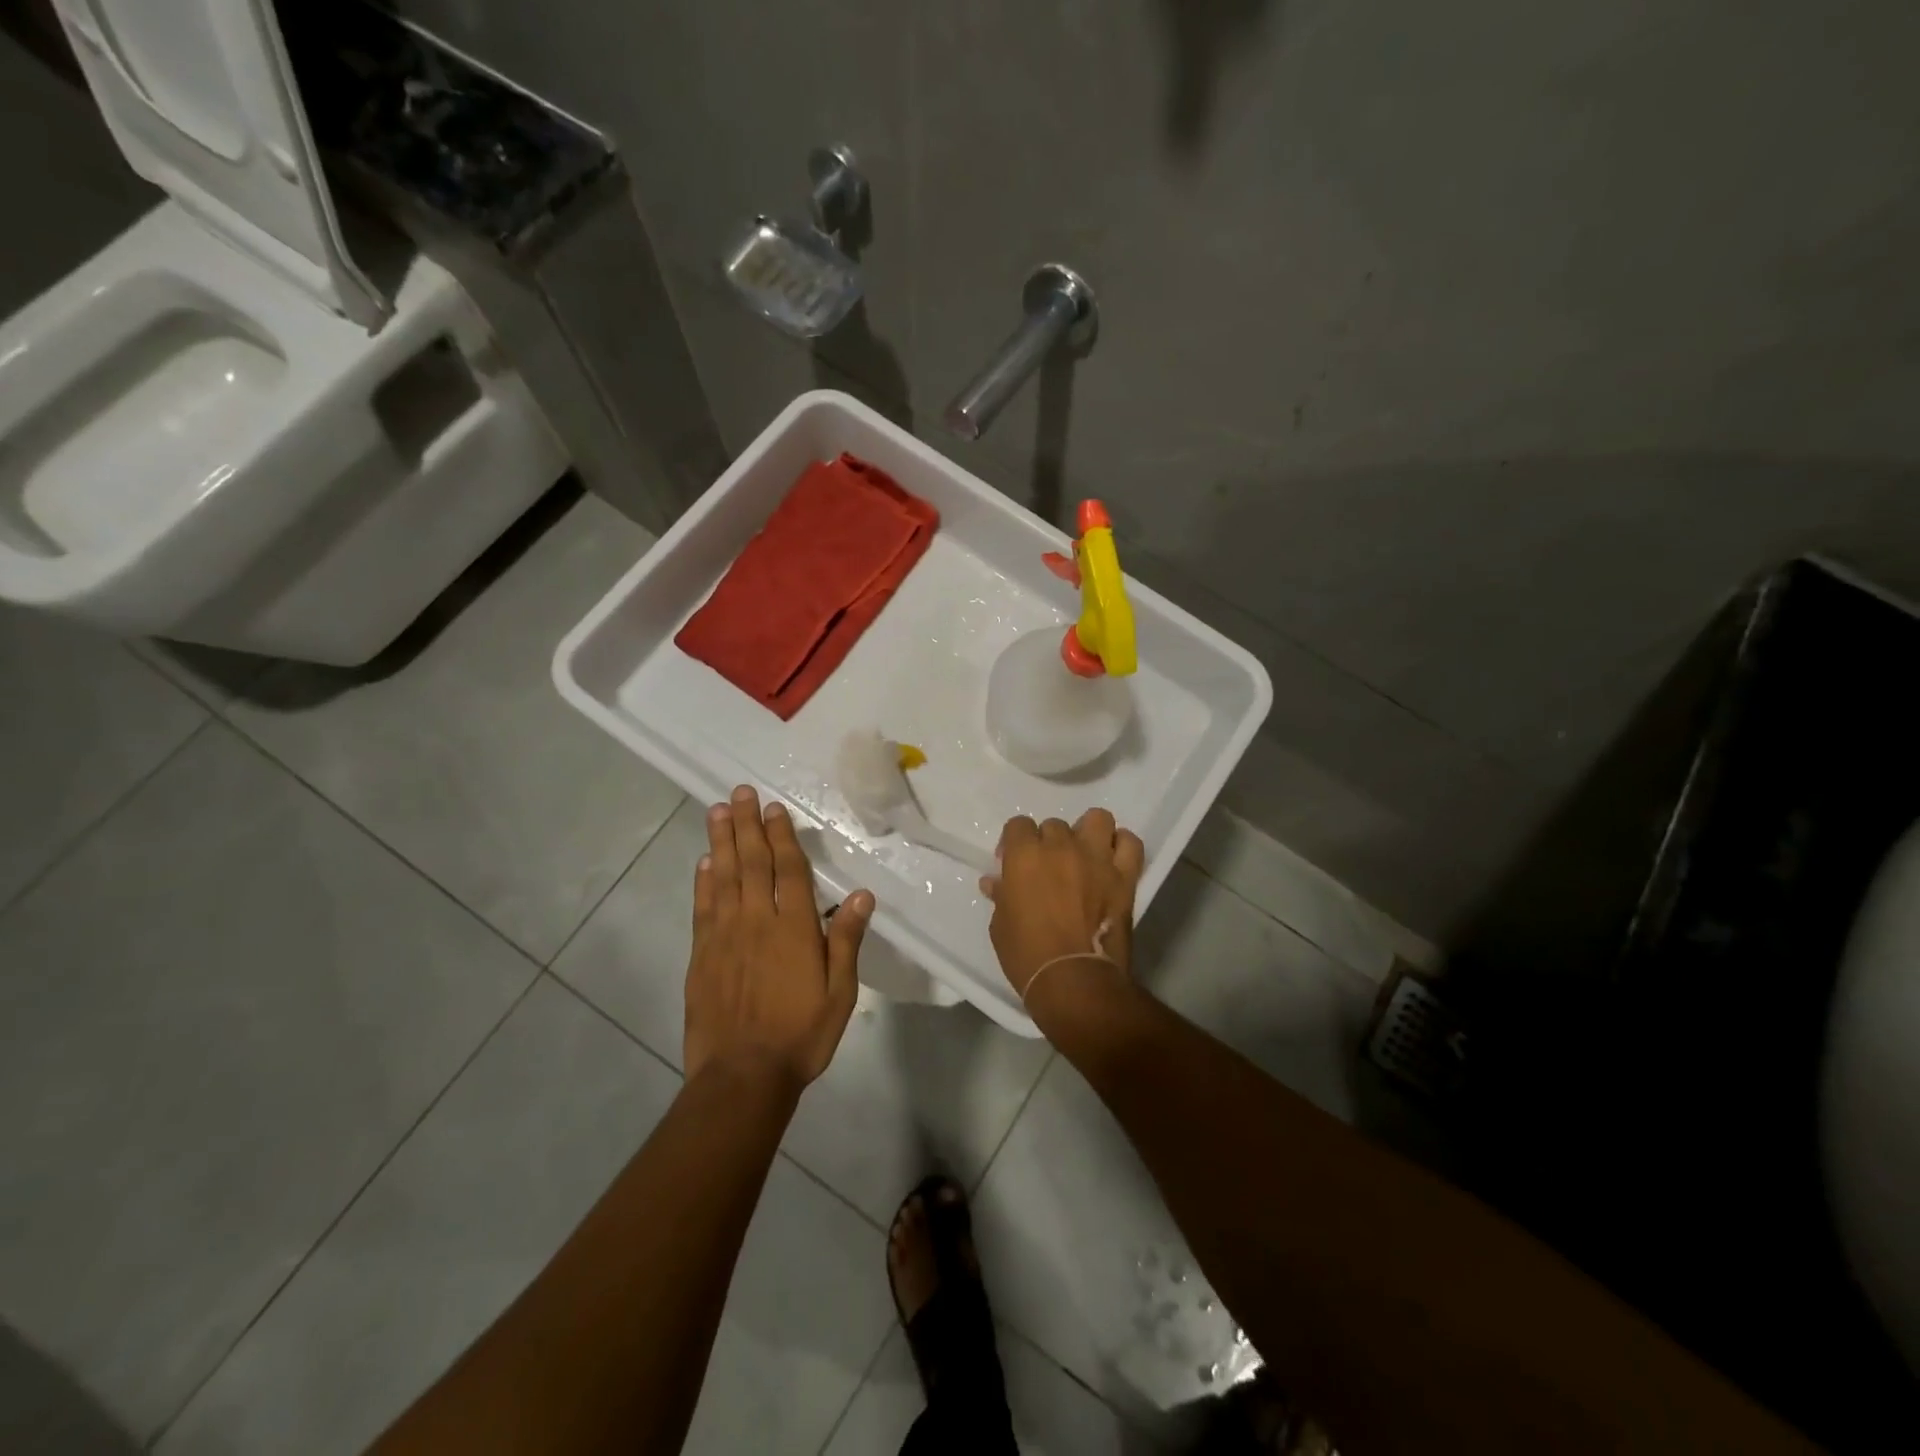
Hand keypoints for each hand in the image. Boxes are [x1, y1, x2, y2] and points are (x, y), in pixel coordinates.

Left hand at [684, 786, 871, 1091]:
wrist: (742, 1076)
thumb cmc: (801, 1035)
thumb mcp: (840, 993)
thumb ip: (846, 940)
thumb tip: (861, 895)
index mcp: (794, 928)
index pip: (788, 870)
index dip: (781, 836)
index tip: (774, 808)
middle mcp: (757, 921)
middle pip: (752, 862)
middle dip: (747, 825)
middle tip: (740, 792)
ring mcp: (724, 936)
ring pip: (723, 876)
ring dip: (721, 841)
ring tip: (717, 811)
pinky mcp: (702, 954)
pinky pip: (703, 907)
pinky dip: (704, 881)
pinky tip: (704, 862)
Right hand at [982, 809, 1144, 1004]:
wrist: (1074, 980)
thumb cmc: (1027, 955)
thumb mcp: (1001, 926)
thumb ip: (1001, 896)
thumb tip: (995, 882)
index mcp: (1025, 855)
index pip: (1018, 825)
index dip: (1014, 843)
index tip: (1013, 866)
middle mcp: (1061, 846)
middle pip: (1054, 825)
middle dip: (1048, 843)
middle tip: (1048, 870)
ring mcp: (1097, 858)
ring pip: (1097, 819)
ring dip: (1088, 832)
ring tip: (1084, 855)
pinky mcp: (1124, 876)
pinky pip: (1130, 844)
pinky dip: (1122, 846)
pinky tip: (1112, 860)